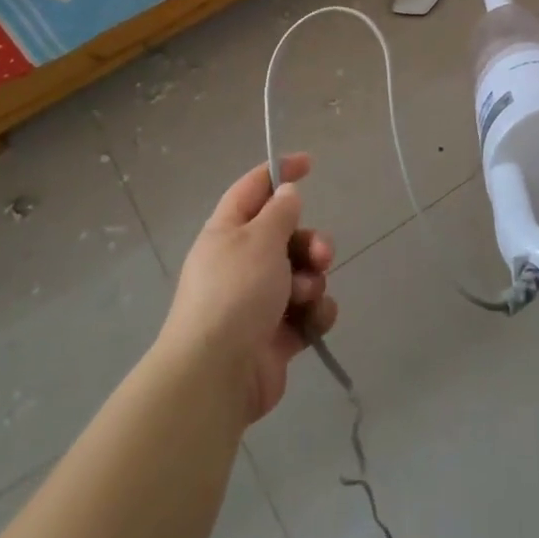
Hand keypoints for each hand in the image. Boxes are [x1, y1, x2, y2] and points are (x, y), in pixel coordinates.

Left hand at [162, 155, 336, 422]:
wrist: (218, 374)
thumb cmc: (236, 292)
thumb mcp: (260, 239)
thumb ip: (280, 212)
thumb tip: (286, 192)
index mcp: (227, 233)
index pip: (253, 189)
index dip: (279, 171)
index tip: (309, 163)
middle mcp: (241, 263)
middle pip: (287, 236)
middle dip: (310, 242)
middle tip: (320, 254)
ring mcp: (258, 301)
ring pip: (303, 274)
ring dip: (313, 280)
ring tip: (305, 297)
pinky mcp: (276, 335)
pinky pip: (308, 311)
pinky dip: (315, 313)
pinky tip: (312, 320)